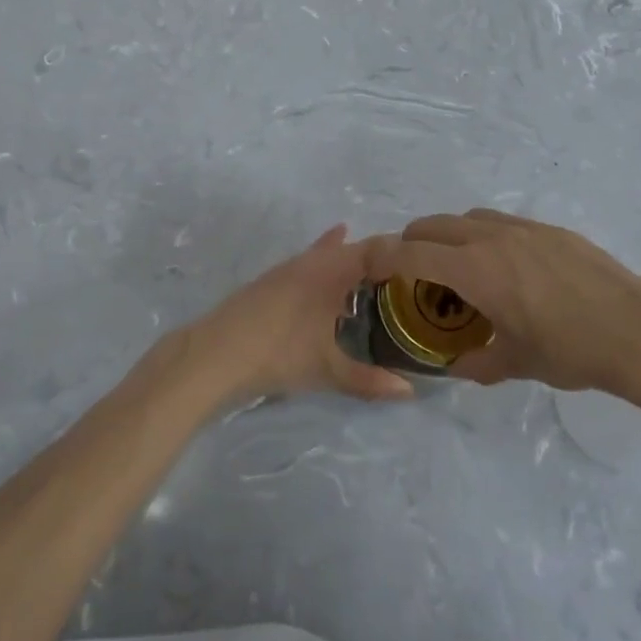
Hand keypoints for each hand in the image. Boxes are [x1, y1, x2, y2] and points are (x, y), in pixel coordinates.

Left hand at [185, 227, 415, 403]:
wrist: (216, 352)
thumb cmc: (279, 353)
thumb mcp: (328, 369)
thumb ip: (370, 380)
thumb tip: (410, 392)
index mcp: (330, 272)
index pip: (374, 249)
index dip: (399, 251)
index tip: (424, 262)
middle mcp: (311, 262)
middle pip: (352, 249)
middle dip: (378, 258)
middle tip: (408, 272)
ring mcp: (287, 270)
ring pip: (328, 255)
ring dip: (351, 260)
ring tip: (375, 266)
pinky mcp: (271, 281)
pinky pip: (309, 263)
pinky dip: (326, 262)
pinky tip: (327, 270)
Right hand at [365, 210, 640, 398]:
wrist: (640, 331)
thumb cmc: (572, 351)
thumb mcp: (517, 363)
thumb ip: (477, 363)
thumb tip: (456, 366)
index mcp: (475, 269)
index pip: (412, 253)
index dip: (382, 256)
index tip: (367, 263)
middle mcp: (492, 238)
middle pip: (434, 224)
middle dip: (412, 241)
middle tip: (412, 270)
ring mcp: (524, 228)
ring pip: (468, 217)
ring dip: (450, 235)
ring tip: (461, 266)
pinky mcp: (551, 230)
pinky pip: (503, 222)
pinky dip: (485, 236)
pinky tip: (509, 268)